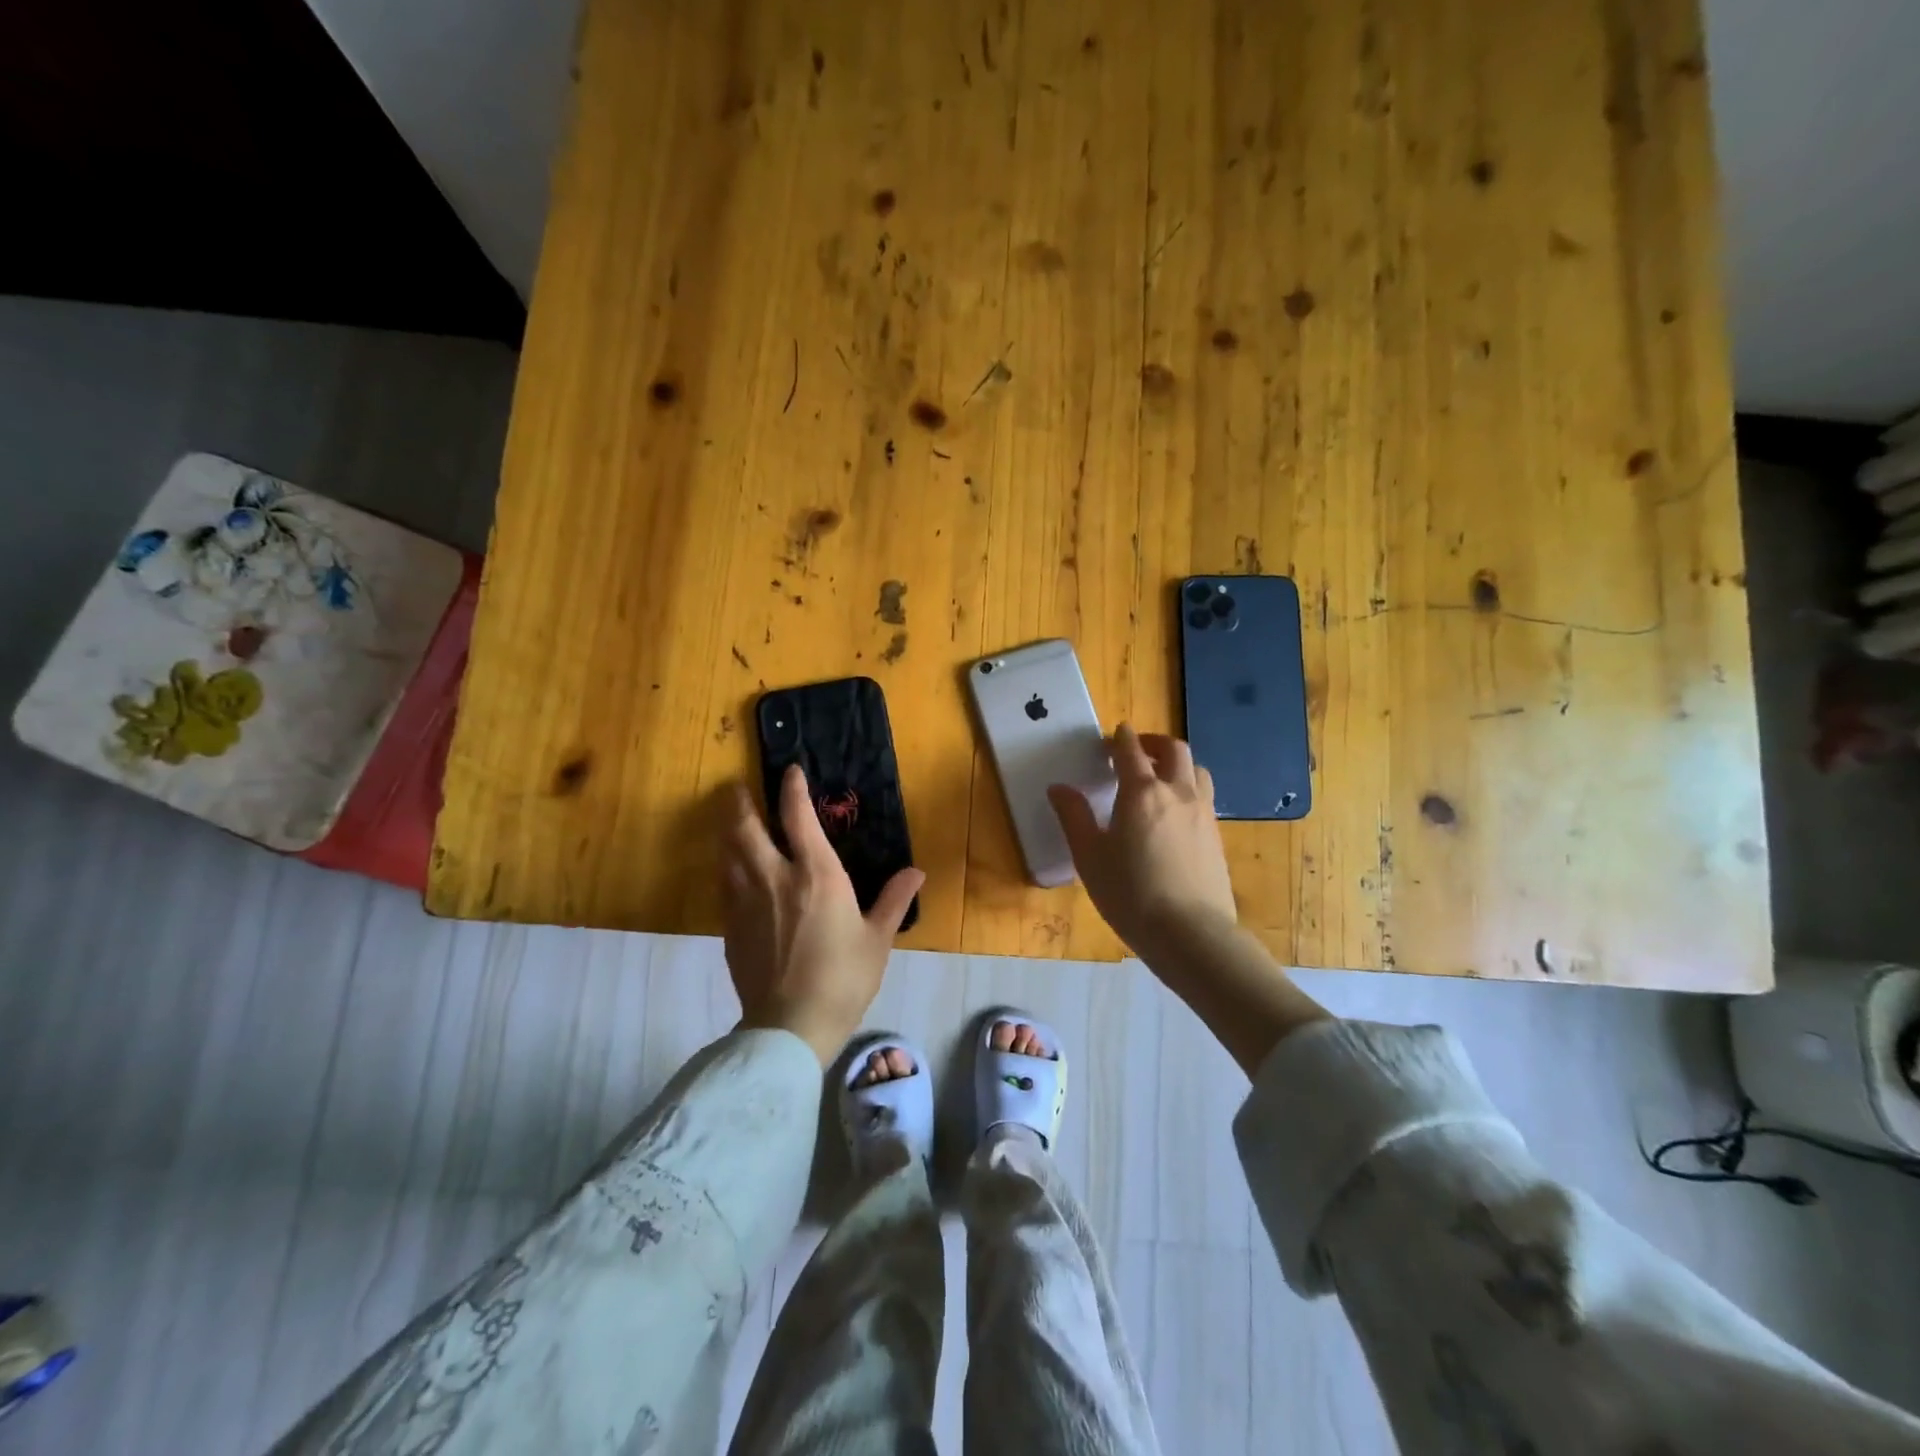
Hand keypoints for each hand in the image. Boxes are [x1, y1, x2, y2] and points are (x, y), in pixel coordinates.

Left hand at [721, 764, 925, 1064]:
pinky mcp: (730, 926)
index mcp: (816, 874)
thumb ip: (894, 900)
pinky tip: (729, 869)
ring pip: (727, 852)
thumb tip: (916, 872)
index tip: (790, 771)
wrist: (791, 1024)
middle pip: (746, 827)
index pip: (797, 816)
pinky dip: (725, 866)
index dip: (792, 789)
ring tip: (729, 819)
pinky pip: (723, 883)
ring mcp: (746, 901)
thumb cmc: (844, 978)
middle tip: (737, 787)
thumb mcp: (877, 939)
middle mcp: (775, 877)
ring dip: (727, 829)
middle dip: (741, 802)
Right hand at [1047, 724, 1238, 954]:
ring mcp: (1203, 813)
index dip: (1120, 738)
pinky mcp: (1217, 835)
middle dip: (1153, 742)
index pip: (1130, 751)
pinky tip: (1176, 813)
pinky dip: (1189, 788)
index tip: (1112, 735)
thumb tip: (1058, 788)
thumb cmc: (1130, 894)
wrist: (1191, 933)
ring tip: (1160, 777)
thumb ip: (1073, 817)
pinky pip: (1205, 795)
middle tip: (1136, 750)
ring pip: (1196, 769)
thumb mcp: (1089, 857)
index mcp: (1141, 792)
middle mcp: (1177, 792)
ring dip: (1176, 763)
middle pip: (1173, 750)